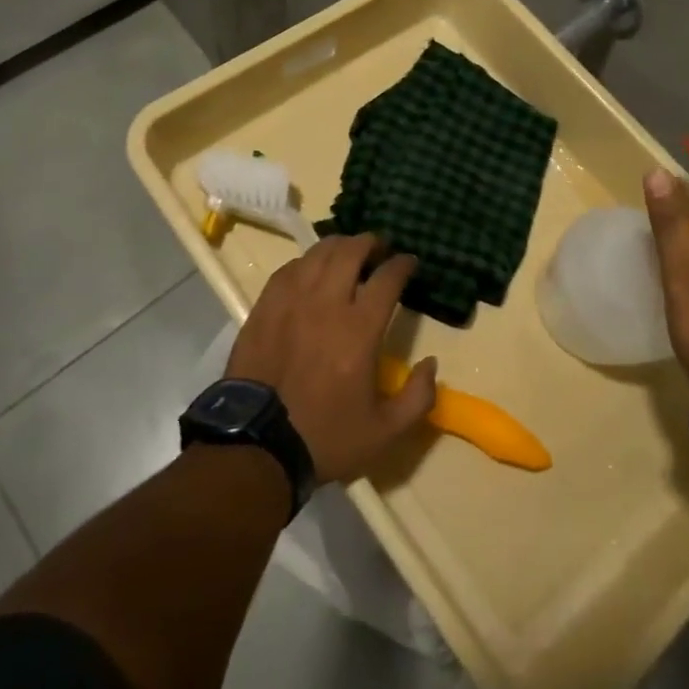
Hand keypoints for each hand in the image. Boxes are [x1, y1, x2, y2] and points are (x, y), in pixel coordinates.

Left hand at [226, 234, 437, 483]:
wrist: (257, 445)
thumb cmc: (325, 437)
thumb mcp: (384, 433)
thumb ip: (417, 397)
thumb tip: (431, 364)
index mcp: (359, 330)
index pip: (386, 278)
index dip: (402, 264)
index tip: (409, 262)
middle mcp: (325, 303)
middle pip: (349, 252)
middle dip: (370, 242)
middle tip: (378, 247)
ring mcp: (290, 301)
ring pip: (317, 254)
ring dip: (338, 246)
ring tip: (347, 252)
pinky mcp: (264, 307)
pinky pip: (288, 269)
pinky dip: (306, 262)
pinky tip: (310, 270)